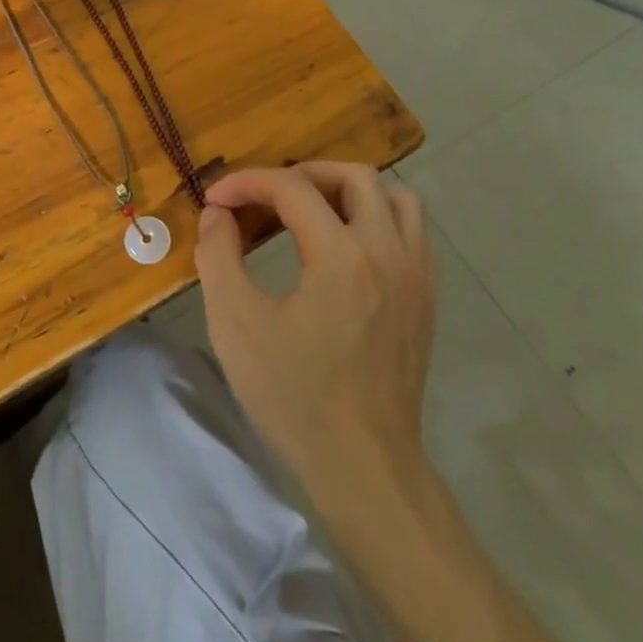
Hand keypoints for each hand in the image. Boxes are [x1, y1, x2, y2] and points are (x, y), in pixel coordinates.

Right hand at [195, 163, 435, 502]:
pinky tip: (347, 246)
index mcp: (341, 256)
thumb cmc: (294, 397)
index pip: (293, 188)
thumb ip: (218, 257)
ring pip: (396, 196)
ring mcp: (416, 274)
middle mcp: (387, 251)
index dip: (248, 183)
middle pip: (354, 176)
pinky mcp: (426, 297)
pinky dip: (379, 218)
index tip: (216, 199)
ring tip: (314, 213)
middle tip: (267, 199)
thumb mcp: (236, 325)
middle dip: (303, 175)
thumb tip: (217, 215)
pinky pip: (412, 230)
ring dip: (350, 191)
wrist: (364, 466)